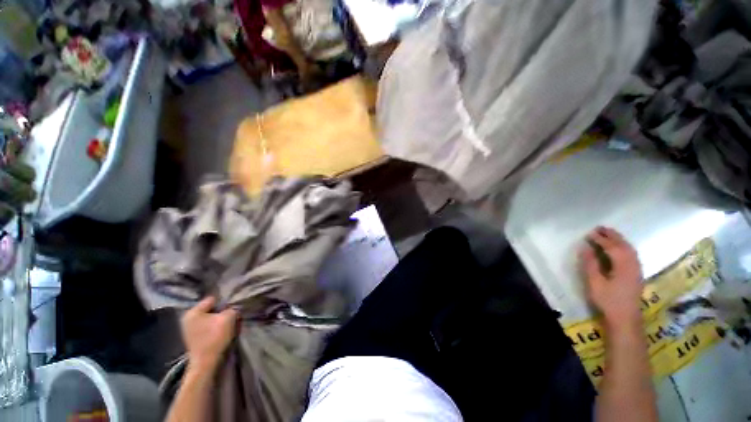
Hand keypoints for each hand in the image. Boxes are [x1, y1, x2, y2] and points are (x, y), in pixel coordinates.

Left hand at [181, 297, 238, 371]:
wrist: (206, 363)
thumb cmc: (215, 337)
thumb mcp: (229, 317)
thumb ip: (232, 308)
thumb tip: (232, 309)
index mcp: (193, 312)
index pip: (213, 299)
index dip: (225, 302)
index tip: (233, 306)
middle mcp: (188, 319)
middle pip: (211, 310)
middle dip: (222, 312)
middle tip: (232, 316)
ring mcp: (189, 330)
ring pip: (211, 319)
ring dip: (220, 321)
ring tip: (229, 325)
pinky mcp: (195, 339)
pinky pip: (208, 328)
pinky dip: (216, 329)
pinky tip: (223, 333)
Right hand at [580, 227, 643, 331]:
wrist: (625, 318)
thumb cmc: (608, 300)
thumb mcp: (594, 283)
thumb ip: (590, 264)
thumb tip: (585, 248)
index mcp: (622, 266)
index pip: (612, 247)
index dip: (600, 239)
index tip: (590, 233)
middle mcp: (633, 265)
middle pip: (624, 245)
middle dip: (612, 235)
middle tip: (600, 228)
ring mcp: (637, 270)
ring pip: (630, 249)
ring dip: (620, 239)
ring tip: (609, 233)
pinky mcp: (637, 274)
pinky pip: (632, 254)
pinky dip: (625, 246)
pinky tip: (620, 247)